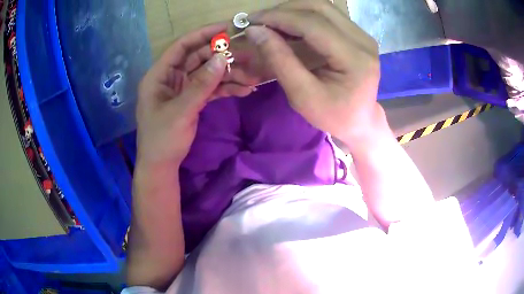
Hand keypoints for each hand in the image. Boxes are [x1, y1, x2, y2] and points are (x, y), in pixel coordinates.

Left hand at [136, 23, 255, 166]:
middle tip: (247, 56)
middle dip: (222, 57)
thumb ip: (201, 84)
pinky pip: (210, 89)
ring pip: (208, 74)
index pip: (182, 46)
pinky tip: (244, 90)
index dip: (202, 35)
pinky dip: (226, 89)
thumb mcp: (180, 111)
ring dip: (229, 75)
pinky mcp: (192, 100)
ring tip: (252, 78)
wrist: (161, 166)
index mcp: (159, 75)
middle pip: (198, 58)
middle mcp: (171, 77)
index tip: (226, 28)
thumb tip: (222, 58)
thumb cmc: (162, 139)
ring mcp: (182, 89)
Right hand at [245, 0, 380, 143]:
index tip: (251, 20)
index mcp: (355, 58)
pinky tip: (288, 26)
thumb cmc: (334, 116)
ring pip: (323, 7)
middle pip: (319, 7)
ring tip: (271, 22)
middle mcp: (363, 40)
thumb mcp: (303, 96)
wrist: (361, 121)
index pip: (313, 24)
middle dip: (284, 9)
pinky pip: (327, 15)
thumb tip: (255, 31)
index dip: (279, 17)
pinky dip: (303, 16)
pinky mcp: (358, 34)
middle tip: (260, 20)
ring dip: (293, 10)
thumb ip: (280, 60)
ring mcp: (363, 35)